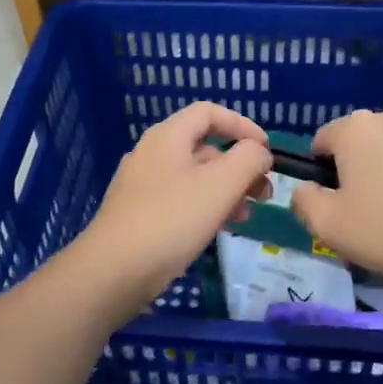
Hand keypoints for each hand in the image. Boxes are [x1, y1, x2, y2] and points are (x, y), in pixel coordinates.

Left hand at [70, 102, 271, 318]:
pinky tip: (219, 229)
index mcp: (167, 137)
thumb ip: (248, 159)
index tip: (267, 151)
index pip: (209, 113)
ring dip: (227, 191)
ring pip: (195, 178)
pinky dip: (205, 208)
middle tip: (264, 193)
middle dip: (239, 166)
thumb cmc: (172, 220)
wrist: (114, 271)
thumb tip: (259, 152)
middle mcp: (152, 154)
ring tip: (246, 216)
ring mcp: (142, 186)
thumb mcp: (221, 184)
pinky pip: (180, 201)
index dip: (242, 125)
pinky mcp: (139, 215)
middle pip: (204, 147)